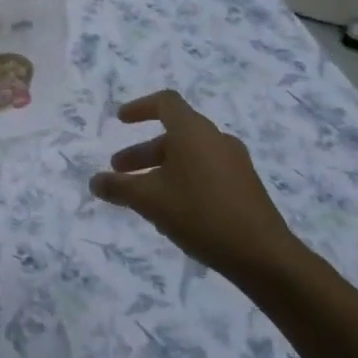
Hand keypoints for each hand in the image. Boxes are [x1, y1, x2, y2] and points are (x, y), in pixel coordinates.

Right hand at [89, 90, 297, 281]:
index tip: (120, 120)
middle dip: (143, 149)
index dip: (139, 107)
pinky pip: (206, 170)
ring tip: (143, 193)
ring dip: (162, 166)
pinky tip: (173, 208)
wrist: (263, 254)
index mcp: (193, 131)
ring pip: (190, 154)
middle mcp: (216, 138)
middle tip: (120, 168)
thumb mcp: (149, 200)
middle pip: (175, 132)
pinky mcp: (245, 185)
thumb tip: (94, 181)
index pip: (165, 102)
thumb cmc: (200, 215)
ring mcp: (235, 162)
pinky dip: (183, 178)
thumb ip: (118, 187)